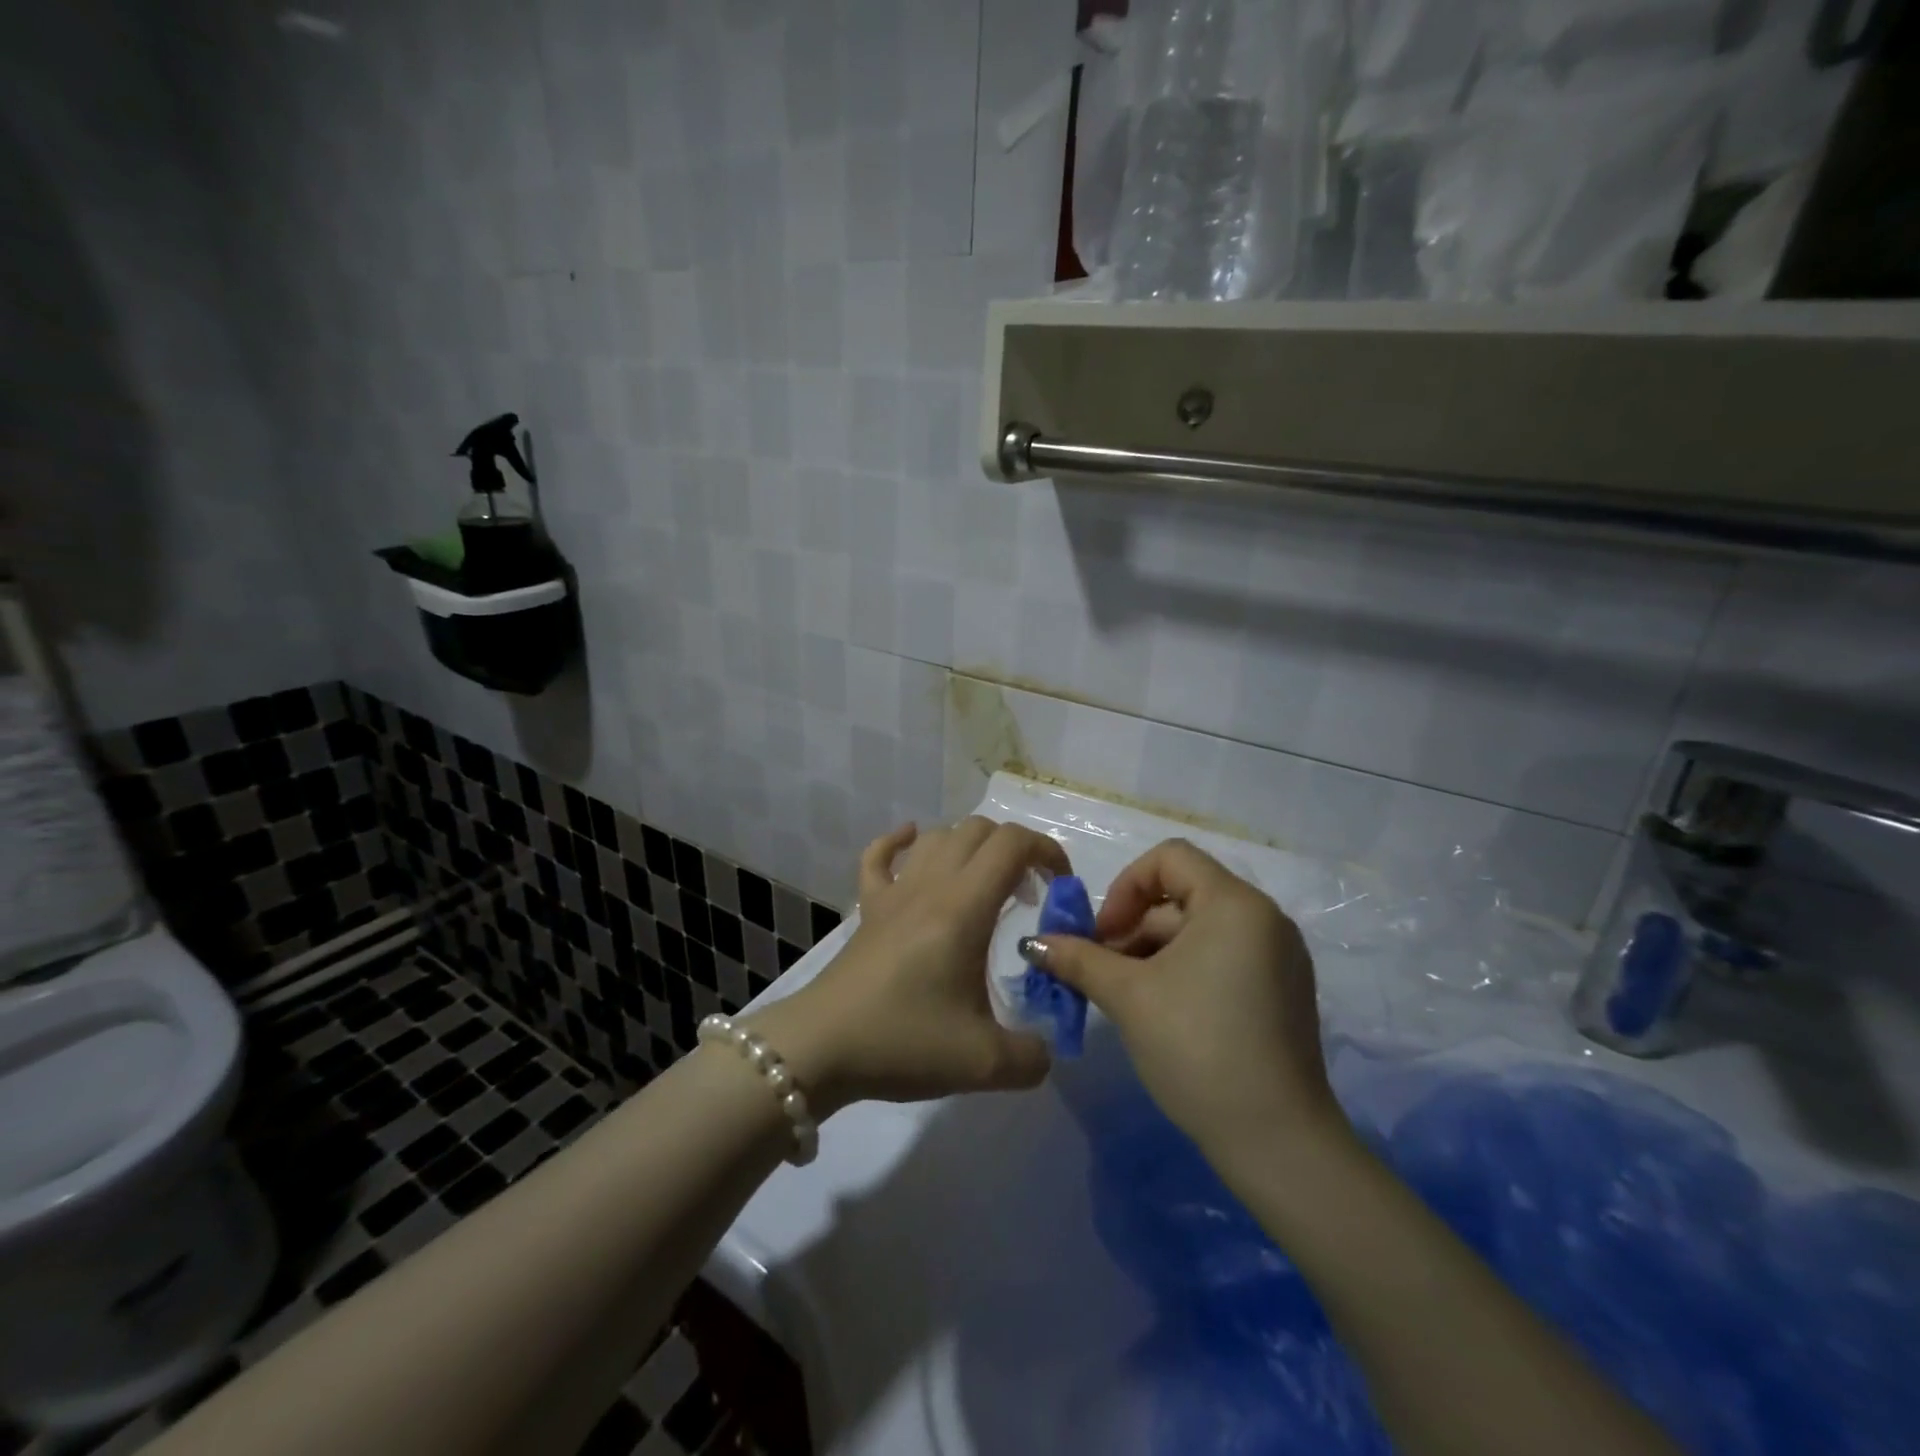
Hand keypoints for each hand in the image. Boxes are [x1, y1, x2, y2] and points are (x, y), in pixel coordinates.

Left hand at [750, 818, 1069, 1116]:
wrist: (821, 1049)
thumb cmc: (903, 1043)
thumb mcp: (984, 1064)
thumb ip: (1033, 1056)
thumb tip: (1046, 1049)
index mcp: (964, 908)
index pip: (1013, 844)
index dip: (1047, 852)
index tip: (1060, 888)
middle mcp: (931, 886)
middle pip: (980, 830)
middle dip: (1015, 851)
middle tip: (1028, 897)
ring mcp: (894, 893)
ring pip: (937, 836)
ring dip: (971, 847)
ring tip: (985, 885)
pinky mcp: (868, 908)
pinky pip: (879, 856)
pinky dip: (899, 841)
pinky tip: (911, 843)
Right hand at [1034, 839, 1340, 1159]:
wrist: (1277, 1141)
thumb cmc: (1197, 1047)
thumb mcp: (1128, 996)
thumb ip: (1078, 959)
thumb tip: (1034, 944)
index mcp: (1235, 904)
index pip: (1170, 858)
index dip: (1126, 886)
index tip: (1103, 933)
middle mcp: (1264, 919)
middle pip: (1182, 896)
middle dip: (1132, 928)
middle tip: (1100, 970)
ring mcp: (1278, 957)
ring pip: (1199, 931)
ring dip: (1152, 952)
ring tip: (1121, 994)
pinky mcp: (1281, 991)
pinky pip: (1222, 958)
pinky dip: (1183, 969)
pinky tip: (1158, 1010)